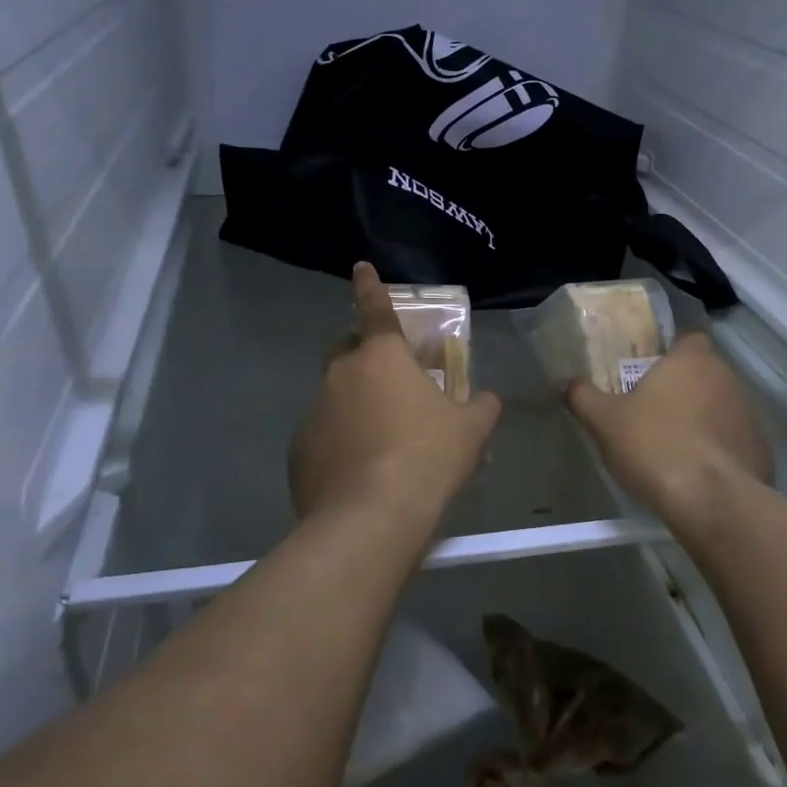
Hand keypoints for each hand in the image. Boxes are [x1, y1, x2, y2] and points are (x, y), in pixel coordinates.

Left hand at [289, 264, 500, 529]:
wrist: (370, 519)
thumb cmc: (426, 458)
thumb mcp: (471, 430)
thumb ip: (481, 406)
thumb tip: (487, 399)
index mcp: (382, 357)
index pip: (374, 308)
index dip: (369, 285)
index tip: (360, 266)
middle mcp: (341, 374)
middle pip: (347, 349)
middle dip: (363, 352)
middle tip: (390, 379)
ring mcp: (314, 412)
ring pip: (335, 394)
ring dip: (355, 402)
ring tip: (382, 438)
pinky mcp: (299, 450)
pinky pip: (323, 433)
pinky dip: (340, 440)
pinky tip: (361, 471)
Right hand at [565, 333, 772, 527]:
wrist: (713, 502)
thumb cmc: (656, 446)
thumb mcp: (605, 422)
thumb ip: (583, 397)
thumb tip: (566, 383)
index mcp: (693, 359)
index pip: (687, 338)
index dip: (668, 352)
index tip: (647, 371)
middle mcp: (728, 377)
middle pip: (703, 372)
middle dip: (681, 387)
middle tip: (651, 409)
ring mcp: (750, 414)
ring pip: (719, 406)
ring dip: (700, 418)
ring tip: (672, 445)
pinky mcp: (761, 449)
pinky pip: (733, 440)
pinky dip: (717, 449)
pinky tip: (696, 471)